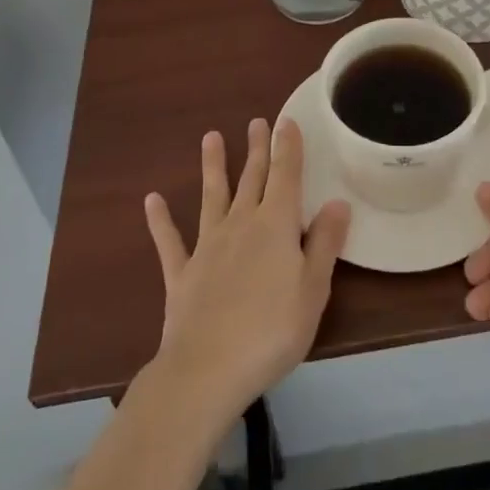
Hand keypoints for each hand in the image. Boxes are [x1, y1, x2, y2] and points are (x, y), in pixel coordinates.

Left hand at [143, 119, 350, 423]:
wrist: (207, 369)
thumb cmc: (272, 330)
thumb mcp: (313, 289)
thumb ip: (324, 243)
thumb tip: (337, 202)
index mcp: (276, 225)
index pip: (285, 176)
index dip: (287, 147)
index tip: (285, 120)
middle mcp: (241, 224)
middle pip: (251, 179)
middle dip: (256, 149)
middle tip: (256, 122)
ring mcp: (207, 246)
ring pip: (212, 196)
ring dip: (213, 166)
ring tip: (210, 137)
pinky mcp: (182, 273)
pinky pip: (170, 241)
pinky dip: (160, 220)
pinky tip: (152, 200)